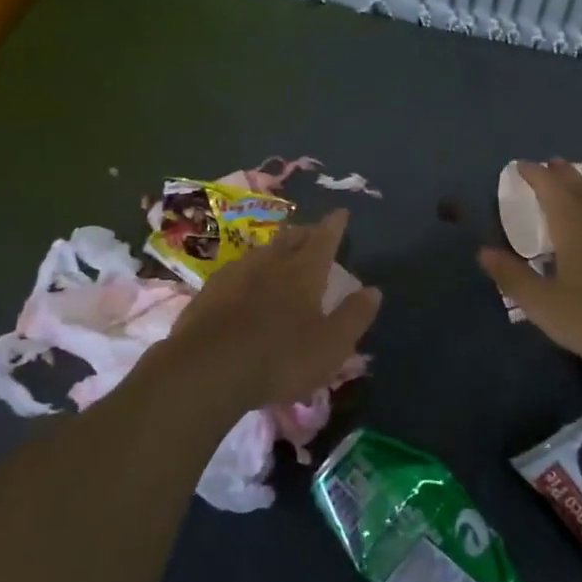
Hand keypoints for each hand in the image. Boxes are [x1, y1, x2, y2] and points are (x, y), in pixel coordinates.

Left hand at [146, 208, 380, 417]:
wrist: (207, 369)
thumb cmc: (280, 358)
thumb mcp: (331, 345)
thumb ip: (354, 316)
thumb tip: (373, 290)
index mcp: (304, 272)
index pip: (324, 239)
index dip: (334, 225)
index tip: (341, 212)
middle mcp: (270, 263)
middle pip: (291, 239)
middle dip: (306, 232)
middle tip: (314, 232)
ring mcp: (236, 274)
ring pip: (262, 251)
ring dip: (277, 247)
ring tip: (283, 251)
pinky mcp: (209, 291)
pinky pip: (237, 269)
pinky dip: (250, 268)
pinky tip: (245, 279)